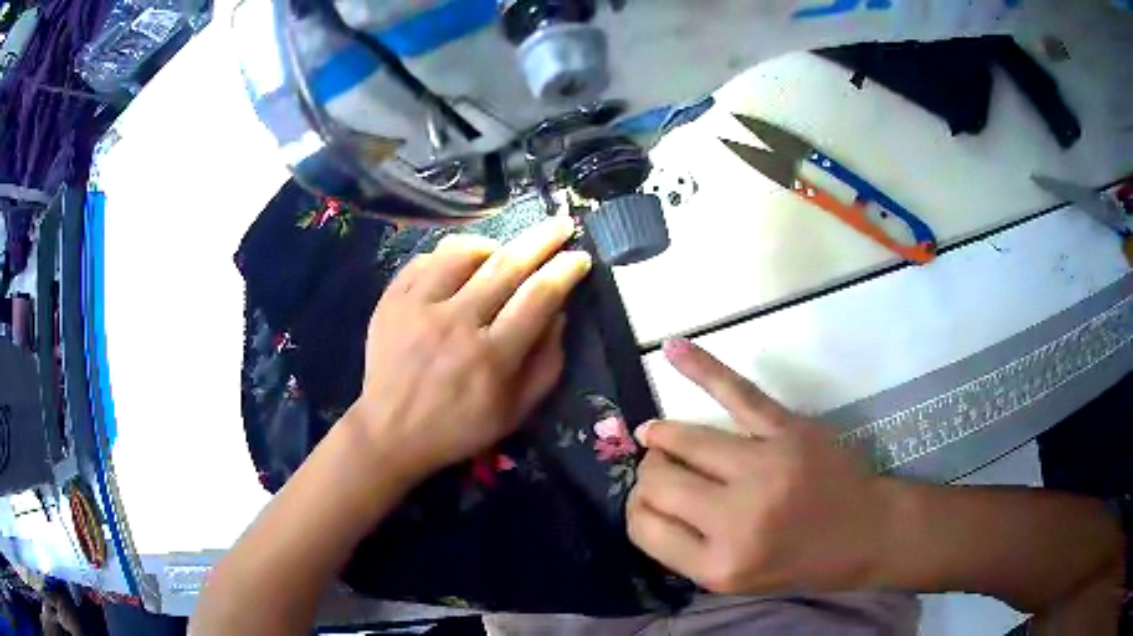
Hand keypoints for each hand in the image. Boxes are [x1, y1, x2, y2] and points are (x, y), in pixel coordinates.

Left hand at [349, 217, 591, 479]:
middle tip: (560, 224)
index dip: (565, 270)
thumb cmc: (459, 427)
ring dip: (492, 243)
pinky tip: (460, 265)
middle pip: (507, 265)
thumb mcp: (516, 412)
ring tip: (503, 250)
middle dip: (542, 239)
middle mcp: (456, 324)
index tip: (580, 256)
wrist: (390, 433)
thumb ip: (547, 364)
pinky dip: (449, 254)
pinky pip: (425, 259)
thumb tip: (559, 313)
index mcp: (492, 357)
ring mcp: (418, 307)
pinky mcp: (391, 301)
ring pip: (462, 252)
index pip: (539, 297)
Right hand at [627, 338, 889, 594]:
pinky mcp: (790, 431)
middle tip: (662, 473)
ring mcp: (765, 468)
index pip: (644, 528)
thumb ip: (686, 550)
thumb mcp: (736, 581)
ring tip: (658, 437)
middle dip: (650, 475)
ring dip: (663, 437)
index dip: (638, 511)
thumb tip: (648, 500)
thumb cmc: (801, 564)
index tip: (649, 504)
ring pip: (685, 440)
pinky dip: (702, 368)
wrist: (868, 532)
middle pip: (658, 482)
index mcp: (720, 565)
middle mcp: (737, 519)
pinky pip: (738, 394)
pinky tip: (673, 348)